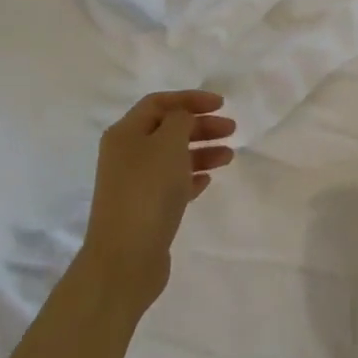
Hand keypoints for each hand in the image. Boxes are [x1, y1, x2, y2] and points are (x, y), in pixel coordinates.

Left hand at [80, 90, 234, 310]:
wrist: (126, 258)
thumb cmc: (148, 191)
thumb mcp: (168, 144)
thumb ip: (180, 121)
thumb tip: (182, 118)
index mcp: (125, 133)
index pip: (159, 103)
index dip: (190, 99)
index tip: (222, 104)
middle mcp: (125, 155)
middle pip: (167, 129)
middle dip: (200, 126)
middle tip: (232, 130)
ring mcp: (134, 184)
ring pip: (172, 157)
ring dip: (201, 151)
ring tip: (229, 157)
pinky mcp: (145, 209)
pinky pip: (172, 184)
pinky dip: (191, 176)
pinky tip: (208, 180)